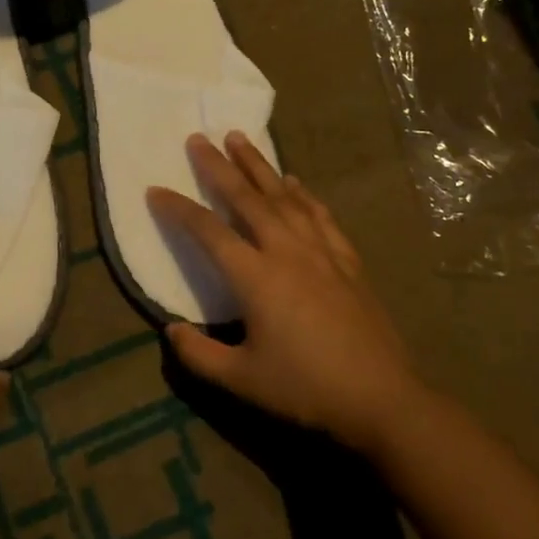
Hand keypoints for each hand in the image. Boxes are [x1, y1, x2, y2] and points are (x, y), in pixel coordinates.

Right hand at [148, 132, 425, 454]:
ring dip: (259, 166)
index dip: (178, 209)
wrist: (383, 400)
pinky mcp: (347, 261)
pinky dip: (304, 195)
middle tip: (199, 138)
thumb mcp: (241, 381)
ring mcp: (321, 252)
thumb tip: (171, 330)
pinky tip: (294, 182)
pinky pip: (320, 216)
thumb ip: (198, 355)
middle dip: (219, 166)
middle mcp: (286, 252)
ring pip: (284, 197)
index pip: (207, 231)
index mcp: (256, 277)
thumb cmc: (306, 388)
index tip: (155, 190)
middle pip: (246, 198)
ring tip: (241, 139)